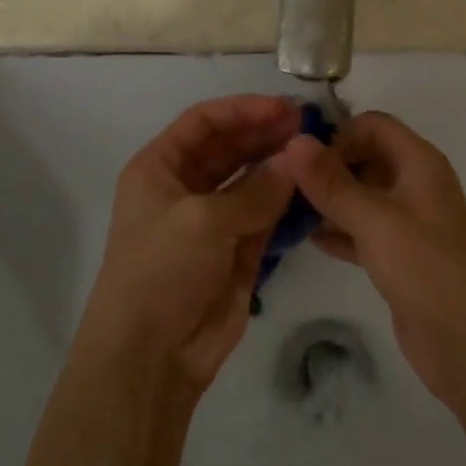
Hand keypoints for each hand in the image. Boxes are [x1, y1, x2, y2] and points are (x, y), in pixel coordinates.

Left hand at [79, 96, 297, 392]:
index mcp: (159, 168)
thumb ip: (256, 189)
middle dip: (265, 134)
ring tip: (316, 153)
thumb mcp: (203, 221)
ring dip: (279, 165)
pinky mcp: (237, 250)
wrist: (150, 357)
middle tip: (308, 126)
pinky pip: (266, 214)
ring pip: (251, 179)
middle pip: (229, 147)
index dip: (242, 110)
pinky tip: (312, 188)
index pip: (203, 122)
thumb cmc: (161, 272)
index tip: (283, 108)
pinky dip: (287, 201)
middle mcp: (185, 187)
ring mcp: (213, 219)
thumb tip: (297, 159)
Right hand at [279, 112, 465, 408]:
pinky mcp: (399, 256)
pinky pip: (362, 230)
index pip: (373, 125)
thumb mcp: (374, 220)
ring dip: (328, 201)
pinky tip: (307, 240)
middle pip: (365, 157)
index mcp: (419, 162)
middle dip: (327, 168)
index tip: (303, 161)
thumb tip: (294, 141)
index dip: (339, 135)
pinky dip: (338, 231)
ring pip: (361, 196)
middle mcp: (414, 184)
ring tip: (286, 212)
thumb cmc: (425, 268)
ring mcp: (408, 222)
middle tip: (285, 186)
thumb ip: (332, 182)